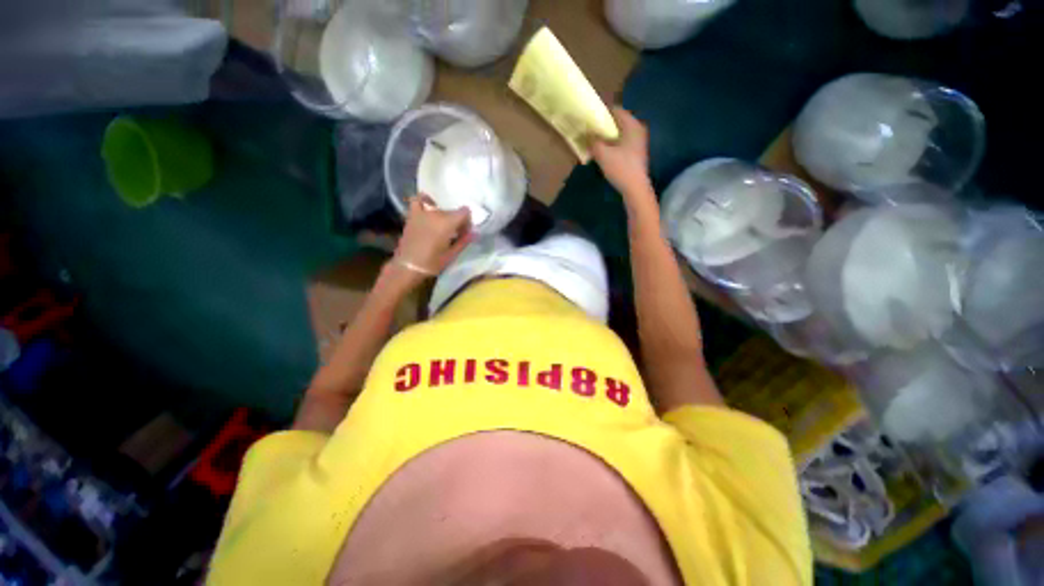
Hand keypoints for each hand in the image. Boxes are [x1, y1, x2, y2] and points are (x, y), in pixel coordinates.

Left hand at [390, 195, 473, 283]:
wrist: (408, 267)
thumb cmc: (432, 263)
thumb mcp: (452, 254)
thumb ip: (464, 241)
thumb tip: (474, 232)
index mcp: (448, 222)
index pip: (465, 212)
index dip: (467, 222)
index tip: (464, 233)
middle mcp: (436, 213)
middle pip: (452, 211)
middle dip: (456, 221)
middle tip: (455, 235)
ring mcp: (423, 212)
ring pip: (439, 208)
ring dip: (444, 216)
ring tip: (442, 228)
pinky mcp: (412, 215)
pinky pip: (419, 200)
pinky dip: (425, 201)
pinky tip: (429, 207)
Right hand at [591, 107, 653, 200]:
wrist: (635, 189)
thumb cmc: (620, 168)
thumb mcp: (603, 154)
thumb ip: (593, 141)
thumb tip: (585, 133)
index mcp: (632, 125)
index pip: (615, 110)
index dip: (601, 114)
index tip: (589, 120)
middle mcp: (638, 130)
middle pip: (617, 122)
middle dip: (603, 127)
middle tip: (590, 133)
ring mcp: (638, 142)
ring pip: (619, 134)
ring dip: (607, 138)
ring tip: (595, 144)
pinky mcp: (636, 153)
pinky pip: (622, 143)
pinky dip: (613, 145)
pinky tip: (604, 154)